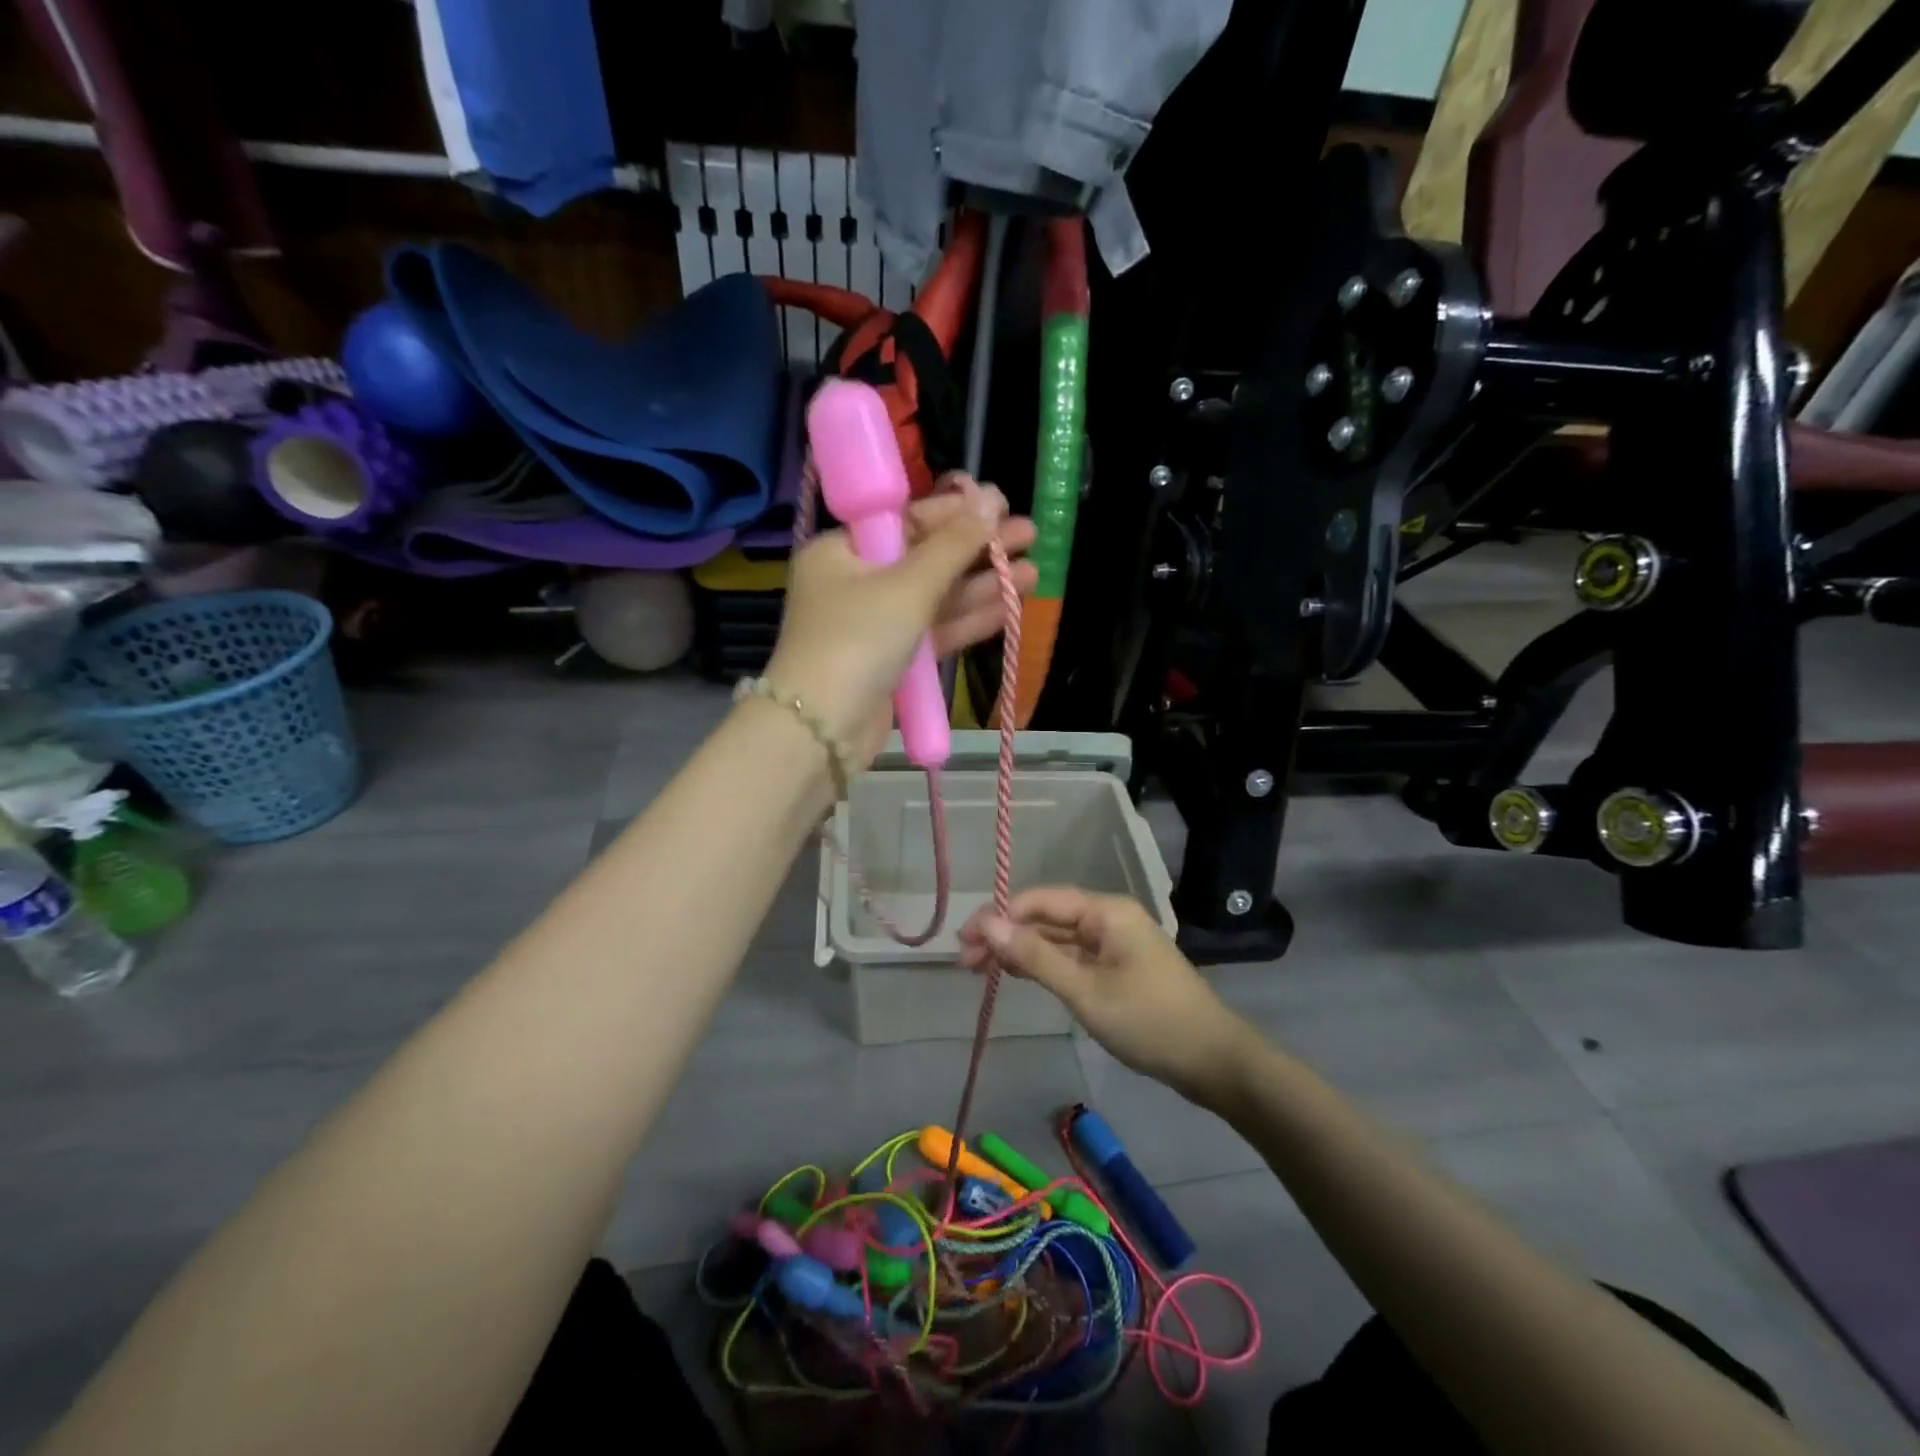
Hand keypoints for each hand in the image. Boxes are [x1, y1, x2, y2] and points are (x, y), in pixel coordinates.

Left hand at [765, 476, 1036, 765]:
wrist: (822, 729)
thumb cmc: (858, 640)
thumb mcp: (908, 586)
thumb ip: (954, 545)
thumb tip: (990, 501)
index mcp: (842, 551)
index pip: (907, 520)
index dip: (957, 511)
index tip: (1001, 502)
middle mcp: (856, 581)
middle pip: (926, 557)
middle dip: (978, 549)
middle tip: (1029, 534)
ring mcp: (875, 624)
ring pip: (936, 597)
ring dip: (982, 586)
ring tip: (1034, 572)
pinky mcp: (892, 660)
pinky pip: (935, 630)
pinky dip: (969, 619)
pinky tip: (1010, 606)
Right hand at [959, 888, 1258, 1106]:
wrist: (1213, 1061)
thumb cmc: (1149, 1021)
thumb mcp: (1085, 990)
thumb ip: (1034, 956)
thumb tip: (986, 923)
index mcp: (1105, 911)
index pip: (1039, 901)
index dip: (998, 917)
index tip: (964, 941)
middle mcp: (1107, 918)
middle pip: (1045, 918)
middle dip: (1005, 936)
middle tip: (965, 963)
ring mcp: (1112, 944)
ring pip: (1055, 939)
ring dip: (1019, 952)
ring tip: (979, 971)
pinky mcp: (1115, 968)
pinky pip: (1070, 957)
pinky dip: (1042, 965)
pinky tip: (1015, 975)